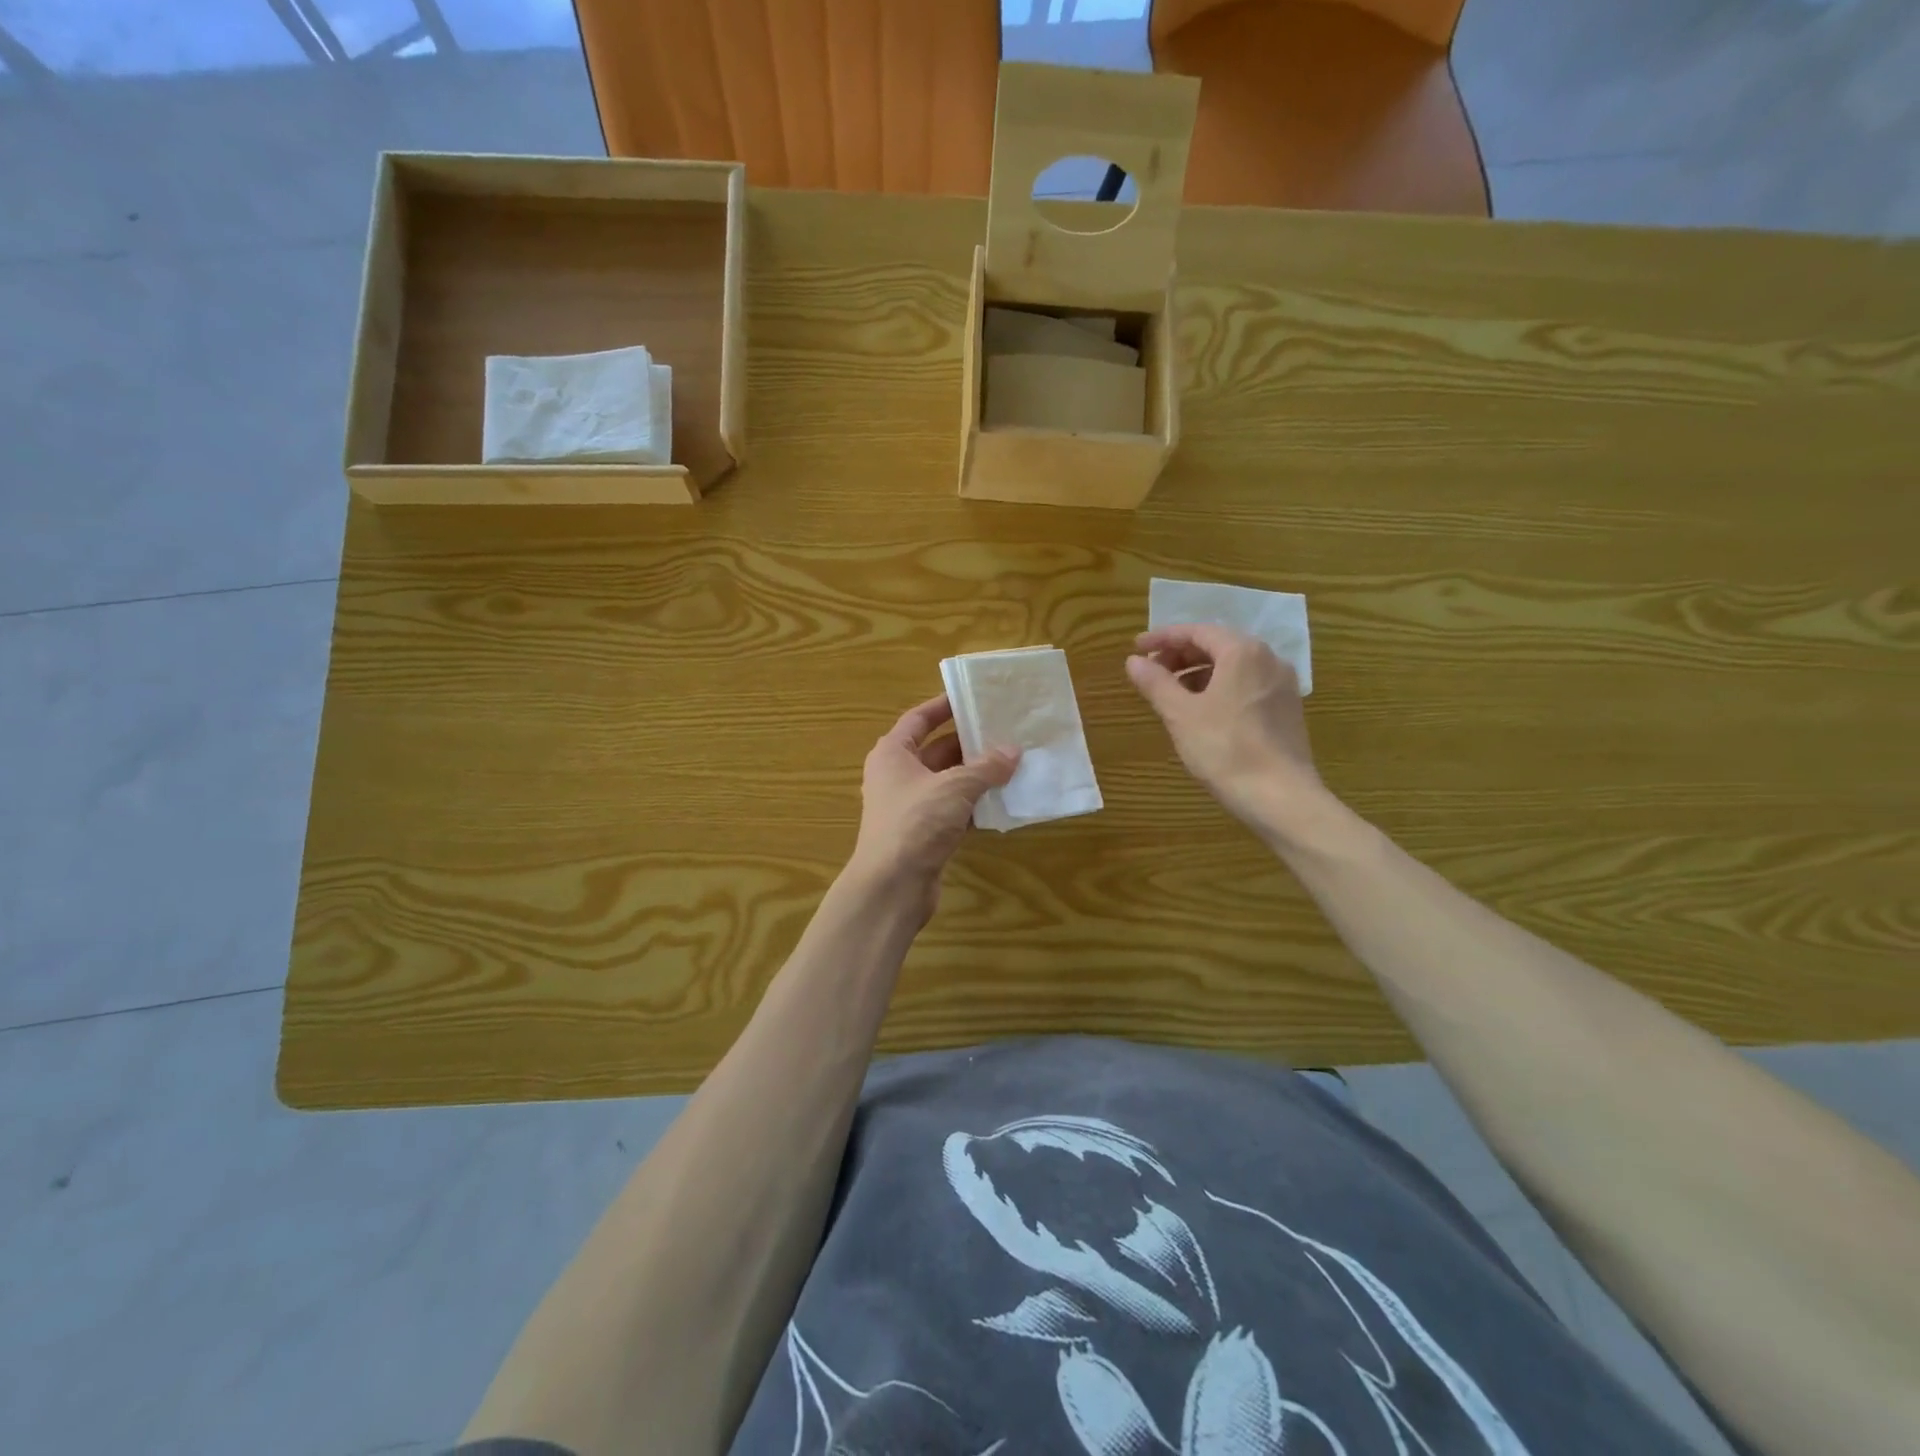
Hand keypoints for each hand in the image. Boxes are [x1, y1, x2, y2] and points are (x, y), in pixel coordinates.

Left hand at [848, 695, 1018, 915]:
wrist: (892, 886)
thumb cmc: (915, 823)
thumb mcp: (954, 787)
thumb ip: (986, 767)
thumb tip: (1013, 751)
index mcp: (892, 754)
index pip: (919, 719)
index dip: (944, 706)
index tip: (973, 697)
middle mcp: (897, 776)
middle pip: (937, 750)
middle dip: (970, 743)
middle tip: (1006, 731)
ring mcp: (910, 806)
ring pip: (948, 781)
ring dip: (977, 775)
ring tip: (1013, 762)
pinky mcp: (924, 833)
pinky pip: (954, 809)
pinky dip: (975, 804)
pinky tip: (1004, 800)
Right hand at [1126, 624, 1322, 832]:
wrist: (1280, 796)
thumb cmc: (1225, 749)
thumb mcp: (1180, 714)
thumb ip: (1155, 682)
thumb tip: (1134, 661)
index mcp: (1242, 652)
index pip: (1196, 632)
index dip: (1163, 638)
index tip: (1136, 648)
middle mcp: (1268, 659)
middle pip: (1217, 645)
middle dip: (1181, 655)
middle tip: (1151, 672)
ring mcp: (1282, 684)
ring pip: (1233, 666)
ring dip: (1199, 672)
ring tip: (1172, 693)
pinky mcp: (1287, 708)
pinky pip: (1247, 684)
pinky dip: (1220, 687)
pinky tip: (1202, 710)